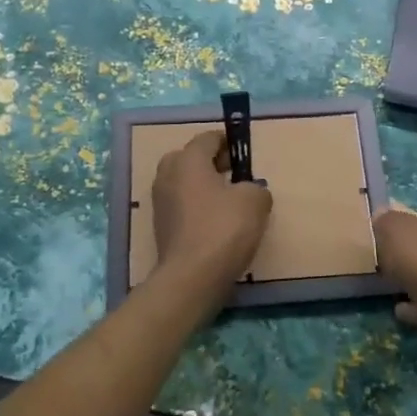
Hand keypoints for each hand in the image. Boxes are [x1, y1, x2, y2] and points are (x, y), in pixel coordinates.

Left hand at [149, 131, 271, 313]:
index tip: (244, 153)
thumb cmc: (223, 229)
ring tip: (229, 201)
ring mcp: (161, 202)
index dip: (228, 141)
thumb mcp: (255, 201)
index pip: (207, 138)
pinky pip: (181, 206)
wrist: (191, 277)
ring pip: (183, 183)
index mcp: (188, 160)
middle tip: (234, 175)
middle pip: (189, 158)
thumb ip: (256, 187)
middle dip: (210, 162)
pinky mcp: (161, 227)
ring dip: (203, 186)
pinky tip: (216, 223)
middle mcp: (168, 175)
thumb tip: (249, 191)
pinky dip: (196, 208)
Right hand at [375, 206, 416, 361]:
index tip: (388, 236)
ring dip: (414, 281)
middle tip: (387, 261)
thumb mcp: (396, 230)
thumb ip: (386, 222)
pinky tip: (400, 309)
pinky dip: (416, 305)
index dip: (408, 224)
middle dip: (412, 254)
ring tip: (389, 287)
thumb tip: (381, 217)